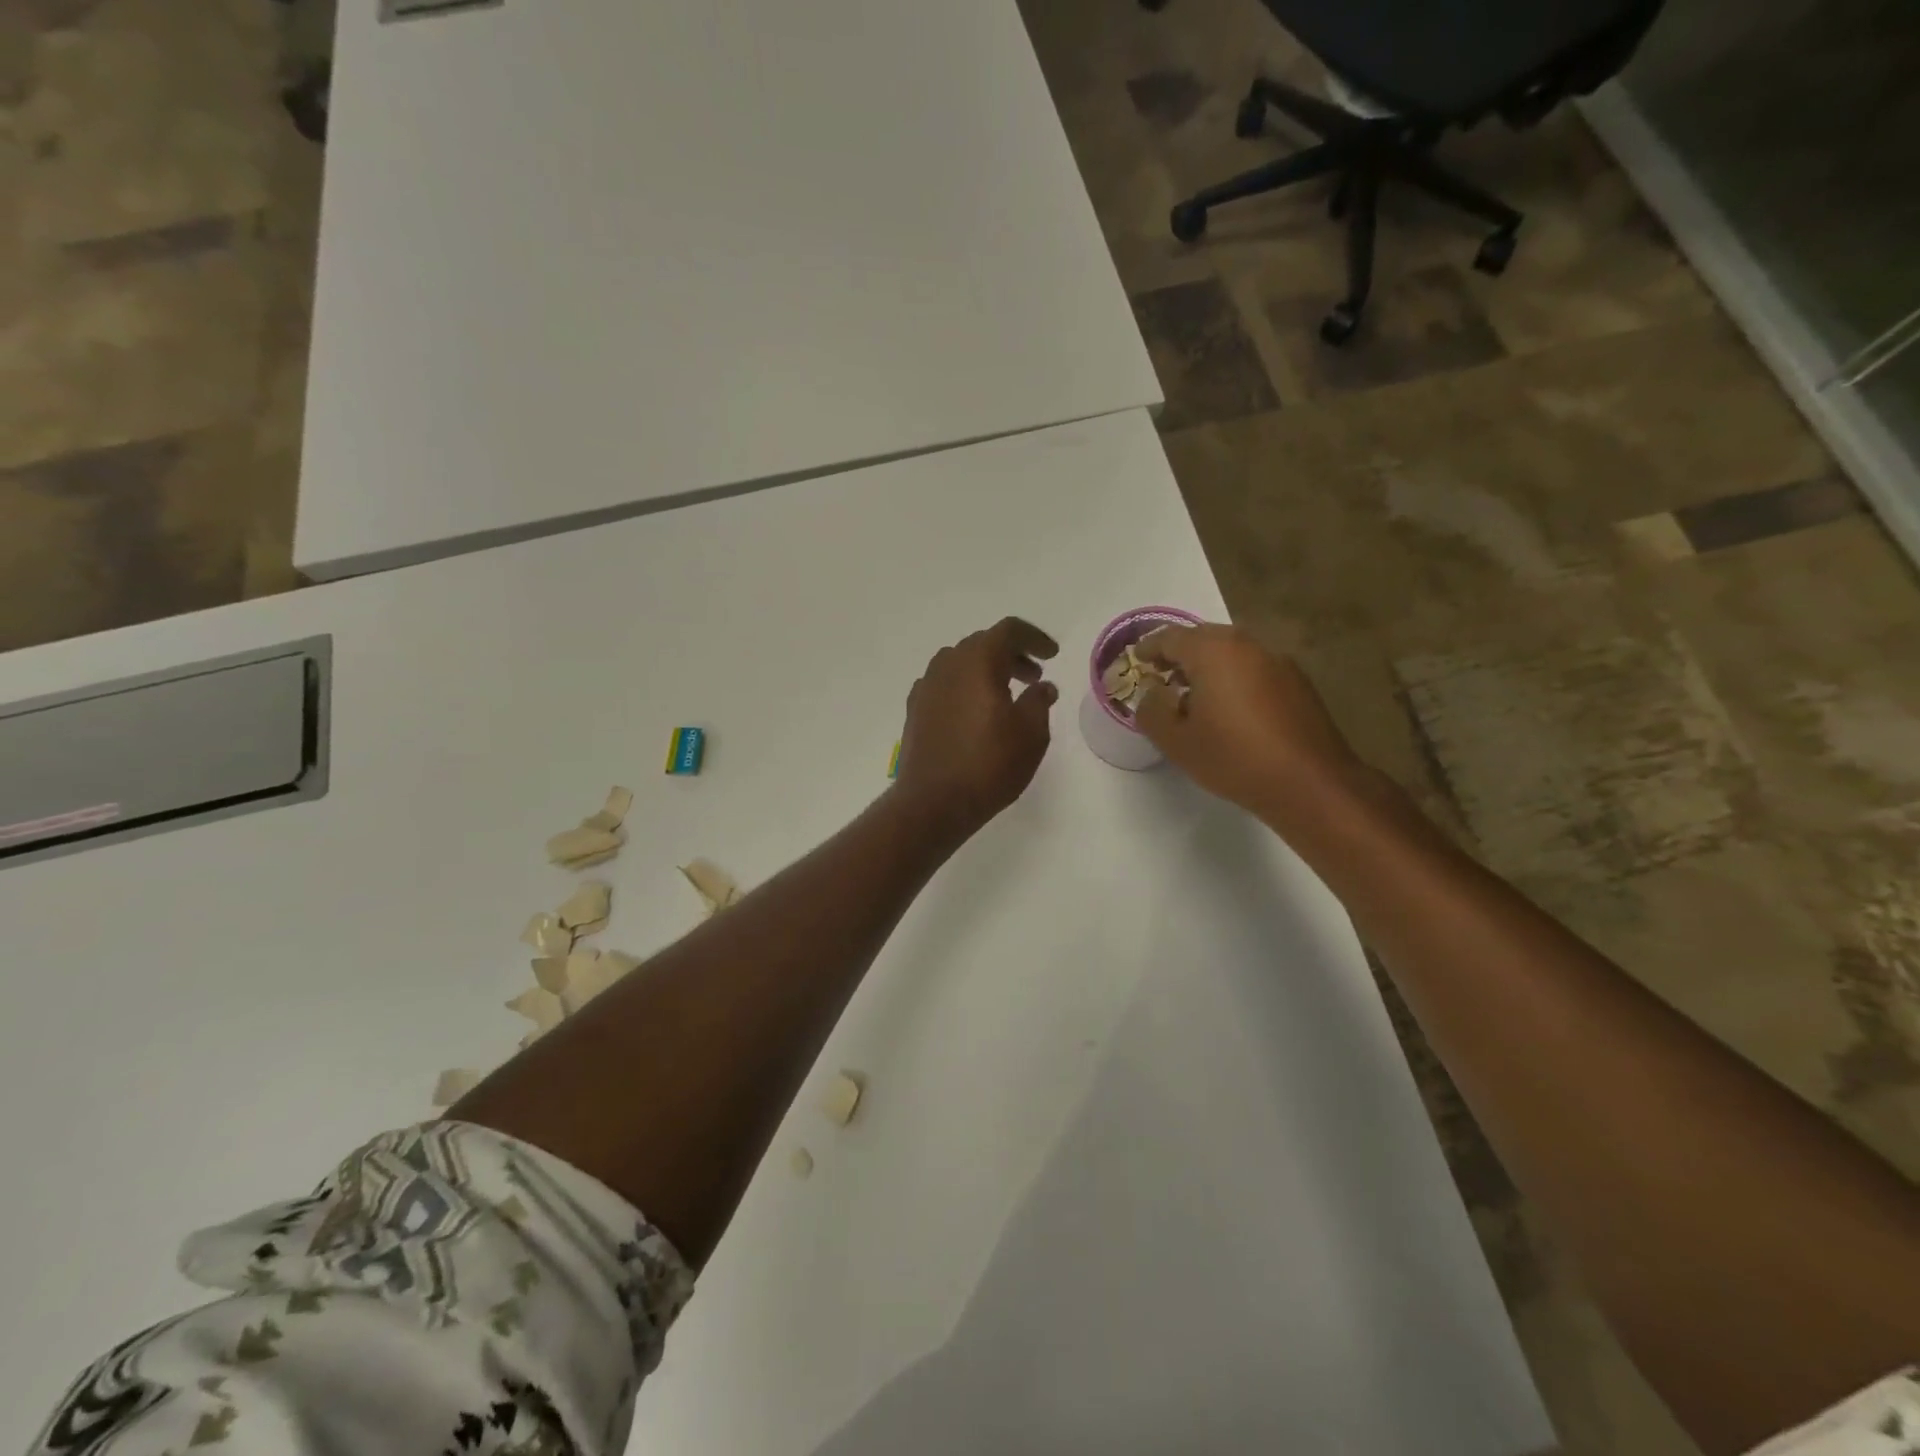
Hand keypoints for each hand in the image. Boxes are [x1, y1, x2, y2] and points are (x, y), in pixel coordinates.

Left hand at [894, 617, 1059, 838]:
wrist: (933, 801)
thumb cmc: (989, 764)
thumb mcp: (1031, 734)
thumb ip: (1039, 702)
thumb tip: (1042, 687)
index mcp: (978, 660)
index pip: (1009, 631)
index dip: (1034, 638)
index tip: (1052, 655)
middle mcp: (948, 664)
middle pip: (983, 644)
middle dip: (1012, 655)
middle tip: (1033, 676)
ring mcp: (927, 686)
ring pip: (961, 664)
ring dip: (986, 671)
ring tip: (1006, 695)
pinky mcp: (915, 710)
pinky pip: (945, 685)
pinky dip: (965, 688)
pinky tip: (975, 713)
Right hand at [1134, 624, 1365, 820]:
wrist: (1309, 783)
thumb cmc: (1234, 758)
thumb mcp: (1176, 742)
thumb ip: (1152, 710)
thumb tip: (1152, 693)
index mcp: (1213, 652)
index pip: (1170, 637)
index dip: (1149, 647)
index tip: (1136, 660)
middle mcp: (1247, 645)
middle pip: (1204, 638)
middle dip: (1179, 653)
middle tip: (1162, 675)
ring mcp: (1277, 661)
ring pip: (1232, 652)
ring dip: (1208, 666)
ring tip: (1193, 695)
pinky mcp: (1297, 683)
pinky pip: (1253, 668)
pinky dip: (1234, 677)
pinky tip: (1229, 709)